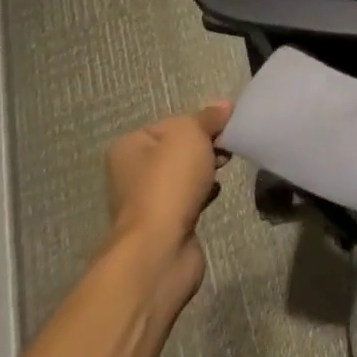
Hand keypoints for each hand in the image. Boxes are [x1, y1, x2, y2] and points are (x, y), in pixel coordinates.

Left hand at [104, 100, 232, 306]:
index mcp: (130, 147)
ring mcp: (147, 201)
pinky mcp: (164, 225)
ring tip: (224, 168)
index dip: (200, 122)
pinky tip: (216, 192)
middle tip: (226, 148)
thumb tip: (224, 106)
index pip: (172, 123)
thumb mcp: (191, 134)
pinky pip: (189, 198)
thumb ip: (208, 117)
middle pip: (178, 148)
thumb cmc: (169, 182)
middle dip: (205, 146)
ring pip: (185, 174)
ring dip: (205, 170)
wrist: (159, 250)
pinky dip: (204, 193)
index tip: (224, 126)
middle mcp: (132, 173)